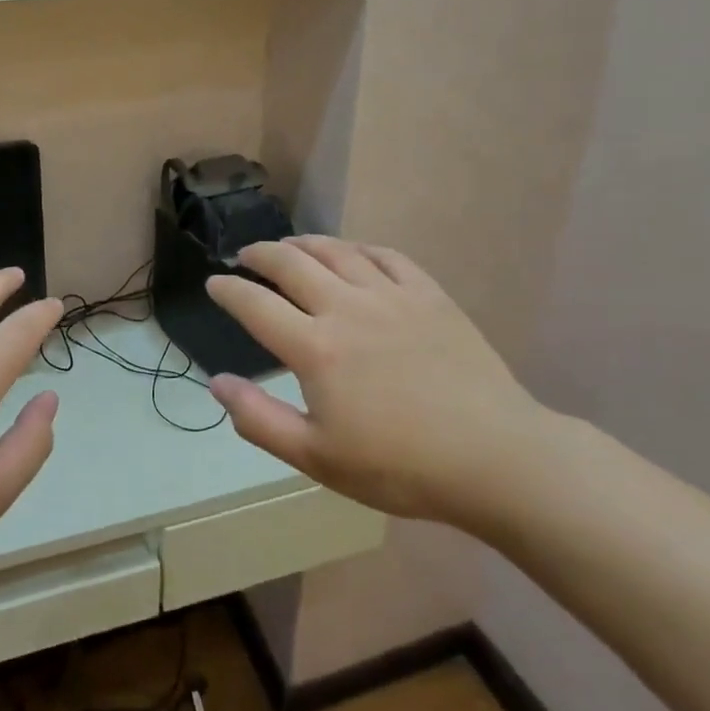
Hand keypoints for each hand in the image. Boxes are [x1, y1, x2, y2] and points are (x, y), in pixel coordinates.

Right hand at [205, 236, 551, 526]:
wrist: (496, 459)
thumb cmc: (400, 467)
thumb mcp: (317, 458)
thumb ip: (259, 419)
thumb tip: (217, 383)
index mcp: (314, 348)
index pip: (255, 304)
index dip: (228, 289)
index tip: (214, 283)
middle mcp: (346, 308)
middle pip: (291, 263)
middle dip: (260, 254)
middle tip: (246, 256)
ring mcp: (391, 296)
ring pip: (337, 251)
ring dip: (304, 243)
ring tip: (289, 246)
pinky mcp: (429, 295)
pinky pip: (386, 256)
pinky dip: (358, 248)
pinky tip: (352, 253)